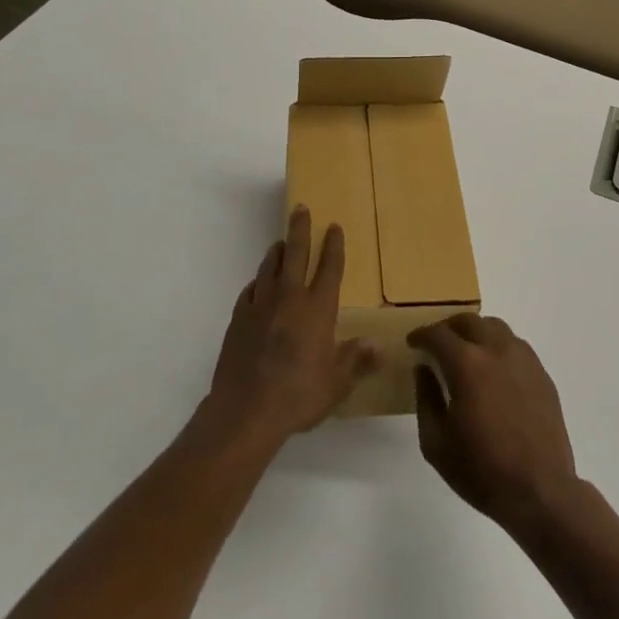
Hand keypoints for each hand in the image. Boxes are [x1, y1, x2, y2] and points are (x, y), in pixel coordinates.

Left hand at [207, 206, 375, 443]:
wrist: (245, 410)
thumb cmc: (298, 395)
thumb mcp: (337, 383)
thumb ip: (356, 361)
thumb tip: (379, 347)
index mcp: (318, 309)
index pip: (329, 268)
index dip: (334, 246)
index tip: (334, 227)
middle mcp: (290, 298)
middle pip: (296, 254)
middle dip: (301, 229)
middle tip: (301, 208)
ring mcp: (260, 306)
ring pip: (270, 267)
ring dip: (277, 252)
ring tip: (281, 243)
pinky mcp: (238, 318)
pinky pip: (250, 290)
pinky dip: (257, 282)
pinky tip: (258, 284)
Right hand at [410, 315, 579, 533]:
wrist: (539, 491)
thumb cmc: (481, 470)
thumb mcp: (436, 443)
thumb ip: (426, 399)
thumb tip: (423, 369)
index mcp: (467, 364)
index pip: (438, 334)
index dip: (421, 335)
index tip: (413, 342)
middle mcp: (496, 350)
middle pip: (468, 321)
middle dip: (448, 327)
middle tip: (438, 343)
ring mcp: (523, 359)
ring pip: (495, 327)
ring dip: (476, 332)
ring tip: (467, 351)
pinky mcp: (541, 373)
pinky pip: (515, 345)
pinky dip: (498, 346)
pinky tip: (494, 369)